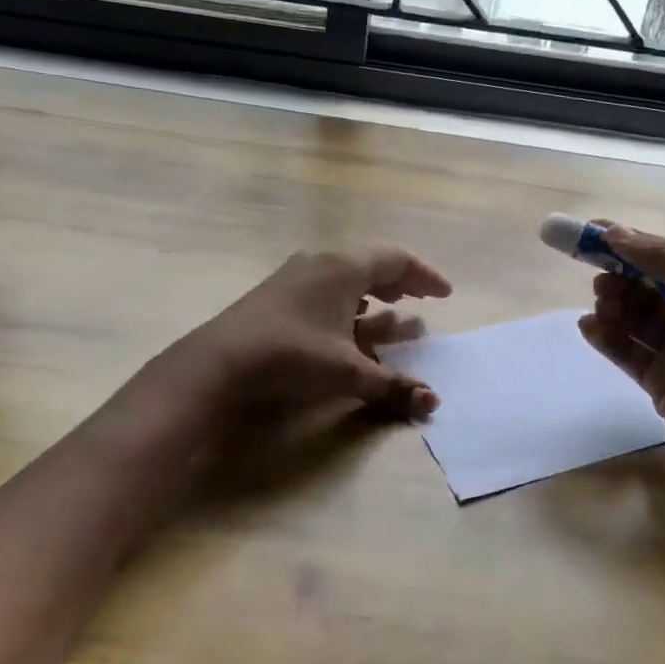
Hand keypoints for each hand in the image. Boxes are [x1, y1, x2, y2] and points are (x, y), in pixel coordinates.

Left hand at [167, 248, 453, 421]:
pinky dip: (346, 301)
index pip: (396, 260)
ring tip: (390, 309)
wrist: (219, 362)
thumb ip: (392, 386)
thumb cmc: (292, 355)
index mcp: (344, 268)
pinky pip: (325, 287)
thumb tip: (432, 403)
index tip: (445, 294)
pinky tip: (347, 323)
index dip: (425, 276)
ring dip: (372, 292)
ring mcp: (295, 275)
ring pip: (345, 276)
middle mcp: (321, 262)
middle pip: (371, 263)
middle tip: (420, 299)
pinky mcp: (276, 293)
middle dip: (400, 282)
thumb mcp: (347, 372)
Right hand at [577, 226, 664, 480]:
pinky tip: (588, 327)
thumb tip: (615, 233)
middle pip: (645, 288)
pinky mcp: (659, 382)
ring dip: (612, 307)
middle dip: (619, 279)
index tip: (590, 232)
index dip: (629, 243)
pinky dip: (605, 337)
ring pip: (633, 319)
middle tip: (600, 282)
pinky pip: (625, 352)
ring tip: (600, 308)